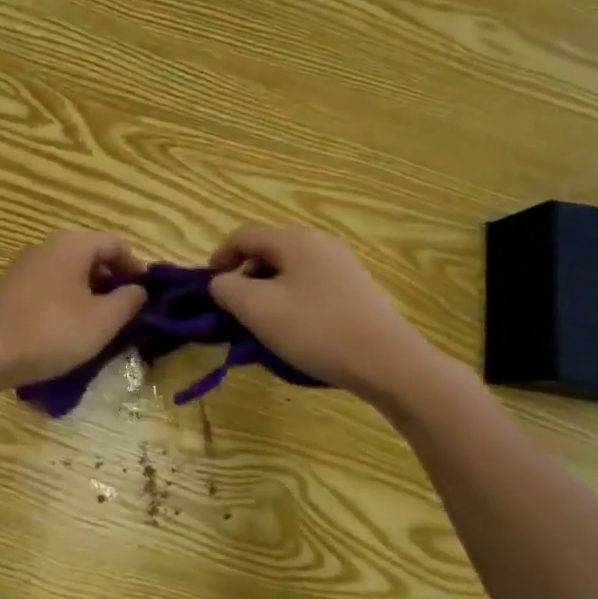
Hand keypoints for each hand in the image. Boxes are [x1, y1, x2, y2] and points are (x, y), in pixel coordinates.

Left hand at [0, 232, 148, 389]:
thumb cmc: (50, 332)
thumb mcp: (101, 321)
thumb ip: (128, 301)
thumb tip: (139, 289)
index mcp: (72, 245)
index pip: (116, 243)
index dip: (137, 268)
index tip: (146, 299)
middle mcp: (46, 247)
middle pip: (91, 256)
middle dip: (112, 284)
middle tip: (125, 316)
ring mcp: (24, 267)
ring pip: (69, 274)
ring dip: (89, 296)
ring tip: (98, 328)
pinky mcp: (9, 289)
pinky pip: (49, 288)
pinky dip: (65, 303)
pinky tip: (65, 332)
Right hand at [209, 225, 443, 407]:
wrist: (388, 362)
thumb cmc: (315, 330)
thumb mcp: (256, 309)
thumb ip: (226, 289)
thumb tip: (222, 283)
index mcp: (294, 240)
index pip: (243, 236)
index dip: (219, 257)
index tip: (209, 287)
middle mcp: (320, 243)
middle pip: (268, 251)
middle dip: (244, 276)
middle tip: (234, 309)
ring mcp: (343, 265)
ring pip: (289, 270)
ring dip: (266, 291)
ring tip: (262, 323)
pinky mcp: (357, 289)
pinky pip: (310, 285)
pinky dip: (291, 300)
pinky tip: (294, 329)